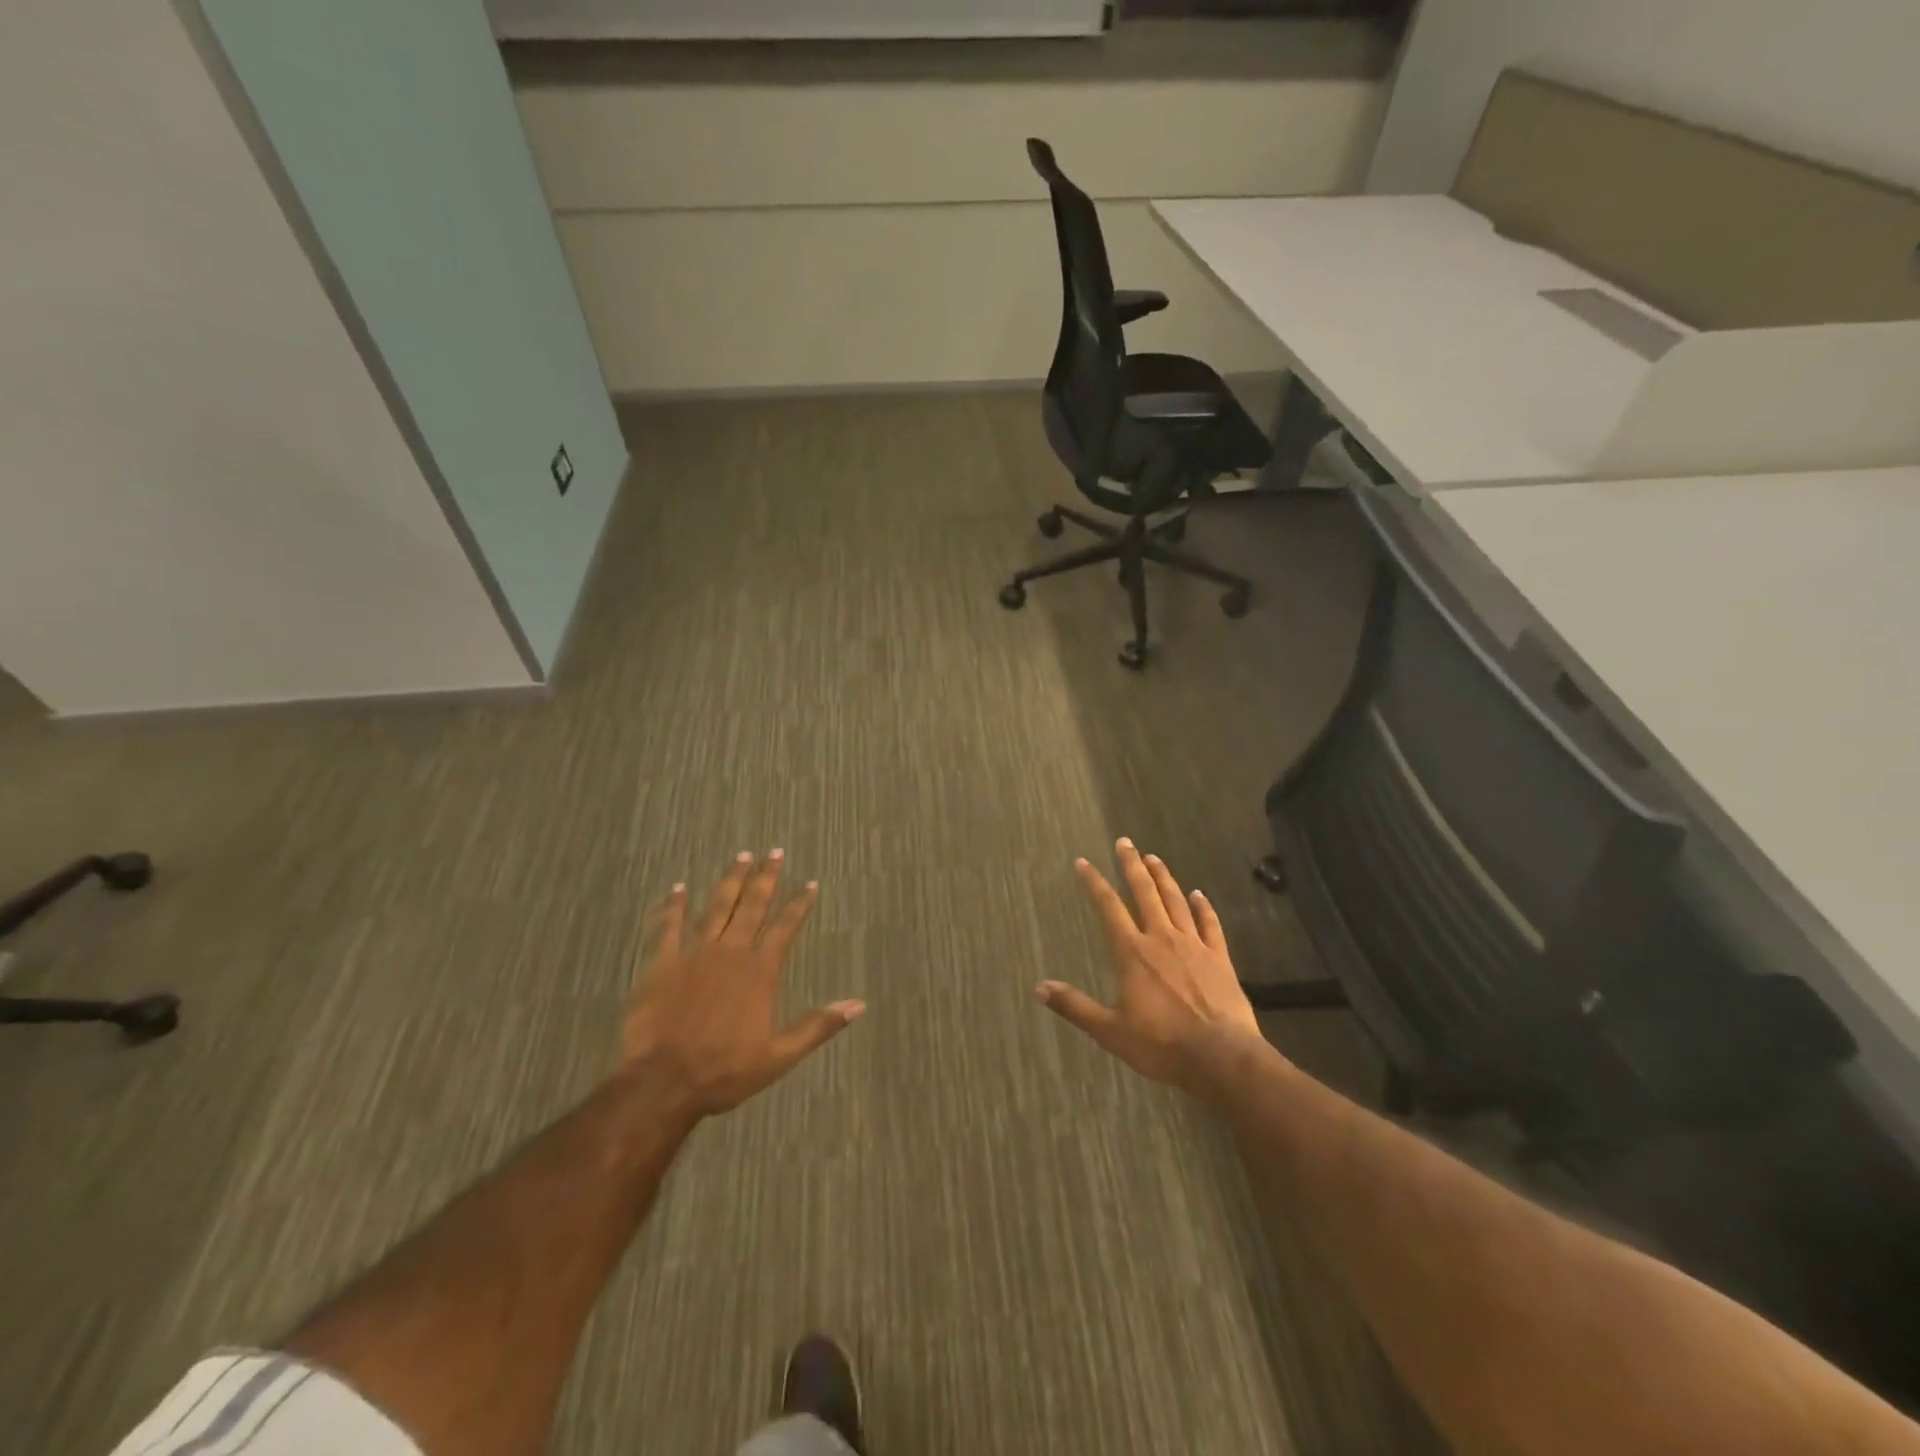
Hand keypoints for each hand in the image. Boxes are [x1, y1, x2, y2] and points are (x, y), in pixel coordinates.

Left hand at [623, 850, 864, 1117]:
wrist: (663, 1082)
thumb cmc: (724, 1071)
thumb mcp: (780, 1056)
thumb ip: (818, 1026)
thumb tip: (859, 1005)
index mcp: (760, 971)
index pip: (786, 927)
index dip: (799, 904)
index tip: (810, 883)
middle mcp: (731, 952)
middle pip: (752, 906)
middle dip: (766, 878)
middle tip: (774, 852)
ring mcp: (694, 954)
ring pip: (716, 908)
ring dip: (730, 881)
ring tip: (741, 856)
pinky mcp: (662, 963)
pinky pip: (669, 927)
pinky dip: (674, 906)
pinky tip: (679, 887)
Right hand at [1038, 838, 1261, 1090]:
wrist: (1221, 1057)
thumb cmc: (1161, 1044)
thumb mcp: (1110, 1031)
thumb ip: (1075, 1007)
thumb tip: (1039, 988)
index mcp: (1133, 953)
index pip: (1109, 908)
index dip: (1094, 883)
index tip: (1084, 862)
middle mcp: (1161, 939)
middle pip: (1144, 893)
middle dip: (1132, 866)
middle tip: (1125, 842)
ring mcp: (1194, 946)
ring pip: (1176, 901)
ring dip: (1164, 878)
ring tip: (1154, 857)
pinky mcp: (1219, 958)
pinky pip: (1209, 924)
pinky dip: (1203, 907)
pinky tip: (1199, 894)